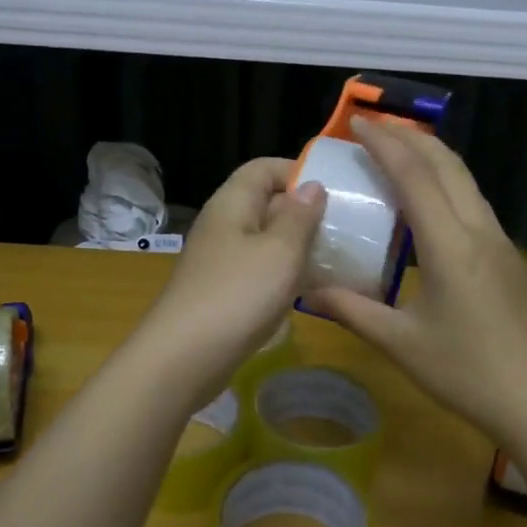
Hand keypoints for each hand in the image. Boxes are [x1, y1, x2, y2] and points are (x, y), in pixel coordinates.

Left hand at [139, 157, 326, 399]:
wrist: (184, 358)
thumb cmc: (238, 294)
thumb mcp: (280, 251)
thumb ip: (299, 217)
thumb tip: (311, 186)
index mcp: (232, 203)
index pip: (263, 168)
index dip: (297, 171)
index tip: (333, 192)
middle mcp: (223, 225)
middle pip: (265, 203)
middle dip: (303, 212)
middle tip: (342, 228)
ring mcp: (220, 260)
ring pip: (264, 240)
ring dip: (296, 246)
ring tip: (333, 258)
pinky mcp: (223, 292)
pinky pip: (258, 270)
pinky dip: (283, 274)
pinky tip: (307, 291)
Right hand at [304, 118, 526, 445]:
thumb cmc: (466, 372)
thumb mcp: (400, 343)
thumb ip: (352, 310)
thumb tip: (307, 292)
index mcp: (450, 245)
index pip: (415, 176)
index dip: (385, 144)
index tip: (358, 123)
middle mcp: (479, 231)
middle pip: (447, 164)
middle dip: (411, 137)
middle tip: (376, 127)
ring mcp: (500, 243)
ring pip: (466, 181)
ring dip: (433, 158)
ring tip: (399, 153)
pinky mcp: (509, 259)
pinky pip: (474, 204)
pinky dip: (447, 185)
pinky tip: (430, 204)